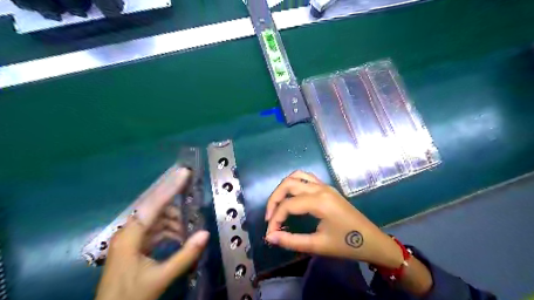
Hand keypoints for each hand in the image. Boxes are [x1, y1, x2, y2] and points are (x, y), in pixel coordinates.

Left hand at [96, 167, 210, 299]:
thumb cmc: (130, 297)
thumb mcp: (160, 278)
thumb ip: (185, 255)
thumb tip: (205, 234)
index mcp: (129, 236)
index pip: (152, 205)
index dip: (170, 187)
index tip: (184, 172)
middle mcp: (128, 232)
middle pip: (154, 208)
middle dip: (175, 203)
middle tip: (194, 197)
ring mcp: (130, 239)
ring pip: (156, 219)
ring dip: (174, 221)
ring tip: (189, 228)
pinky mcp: (134, 246)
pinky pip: (154, 230)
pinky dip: (168, 231)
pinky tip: (180, 238)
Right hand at [265, 172, 402, 268]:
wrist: (372, 241)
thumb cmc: (347, 245)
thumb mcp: (318, 246)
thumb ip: (291, 240)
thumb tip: (270, 237)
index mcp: (319, 202)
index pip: (288, 205)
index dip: (275, 218)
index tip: (270, 234)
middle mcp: (320, 188)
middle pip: (288, 184)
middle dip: (274, 199)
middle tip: (269, 217)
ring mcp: (325, 186)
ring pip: (297, 176)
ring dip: (283, 188)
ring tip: (277, 205)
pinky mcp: (327, 188)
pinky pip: (306, 178)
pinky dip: (294, 183)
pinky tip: (291, 196)